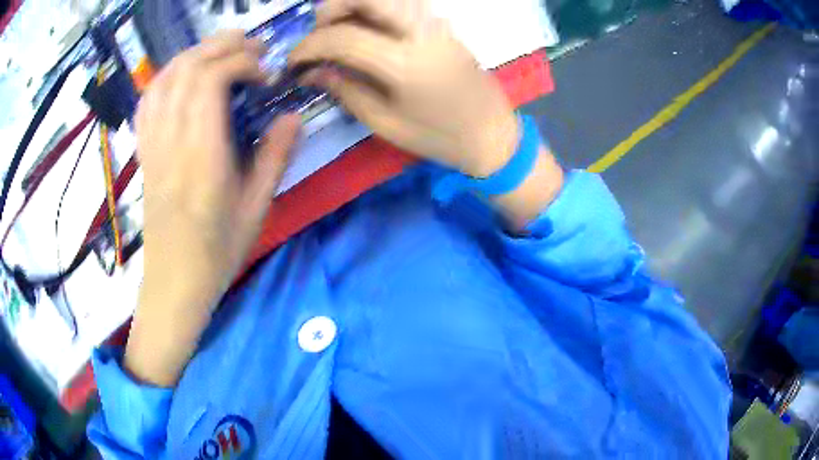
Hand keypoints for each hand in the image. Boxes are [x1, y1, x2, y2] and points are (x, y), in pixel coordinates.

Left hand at [125, 32, 300, 386]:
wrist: (174, 280)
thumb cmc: (217, 252)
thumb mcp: (257, 209)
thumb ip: (274, 157)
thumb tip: (293, 116)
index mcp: (201, 156)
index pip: (211, 80)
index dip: (242, 62)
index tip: (266, 75)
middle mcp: (171, 141)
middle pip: (187, 68)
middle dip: (223, 46)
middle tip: (253, 49)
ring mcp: (152, 143)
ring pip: (165, 77)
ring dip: (196, 53)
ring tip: (223, 53)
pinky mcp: (144, 150)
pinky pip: (149, 99)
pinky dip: (168, 75)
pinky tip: (185, 75)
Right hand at [290, 0, 518, 177]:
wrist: (493, 135)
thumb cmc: (440, 138)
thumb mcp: (386, 123)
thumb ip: (346, 90)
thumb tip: (312, 72)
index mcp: (404, 63)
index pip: (342, 37)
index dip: (308, 46)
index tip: (292, 61)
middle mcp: (420, 32)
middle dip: (331, 9)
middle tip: (320, 34)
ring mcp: (435, 24)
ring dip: (354, 6)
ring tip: (339, 33)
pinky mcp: (442, 25)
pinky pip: (402, 5)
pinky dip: (375, 11)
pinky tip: (367, 32)